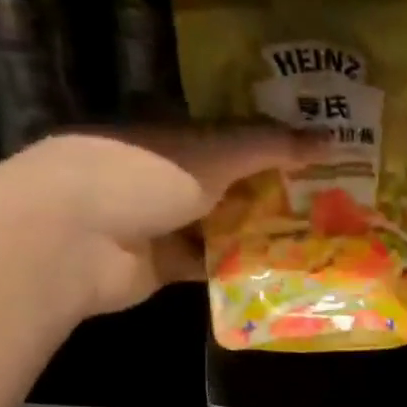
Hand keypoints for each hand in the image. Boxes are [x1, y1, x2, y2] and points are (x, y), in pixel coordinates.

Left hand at [0, 124, 325, 316]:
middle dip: (275, 192)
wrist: (75, 240)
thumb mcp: (213, 151)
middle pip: (231, 183)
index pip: (231, 134)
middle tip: (330, 201)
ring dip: (261, 234)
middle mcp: (166, 174)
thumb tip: (330, 138)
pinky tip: (282, 273)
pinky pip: (210, 265)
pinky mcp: (163, 265)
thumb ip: (269, 146)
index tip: (318, 154)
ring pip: (223, 226)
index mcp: (171, 133)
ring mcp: (163, 221)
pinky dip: (239, 269)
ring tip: (317, 239)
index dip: (273, 142)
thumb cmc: (139, 175)